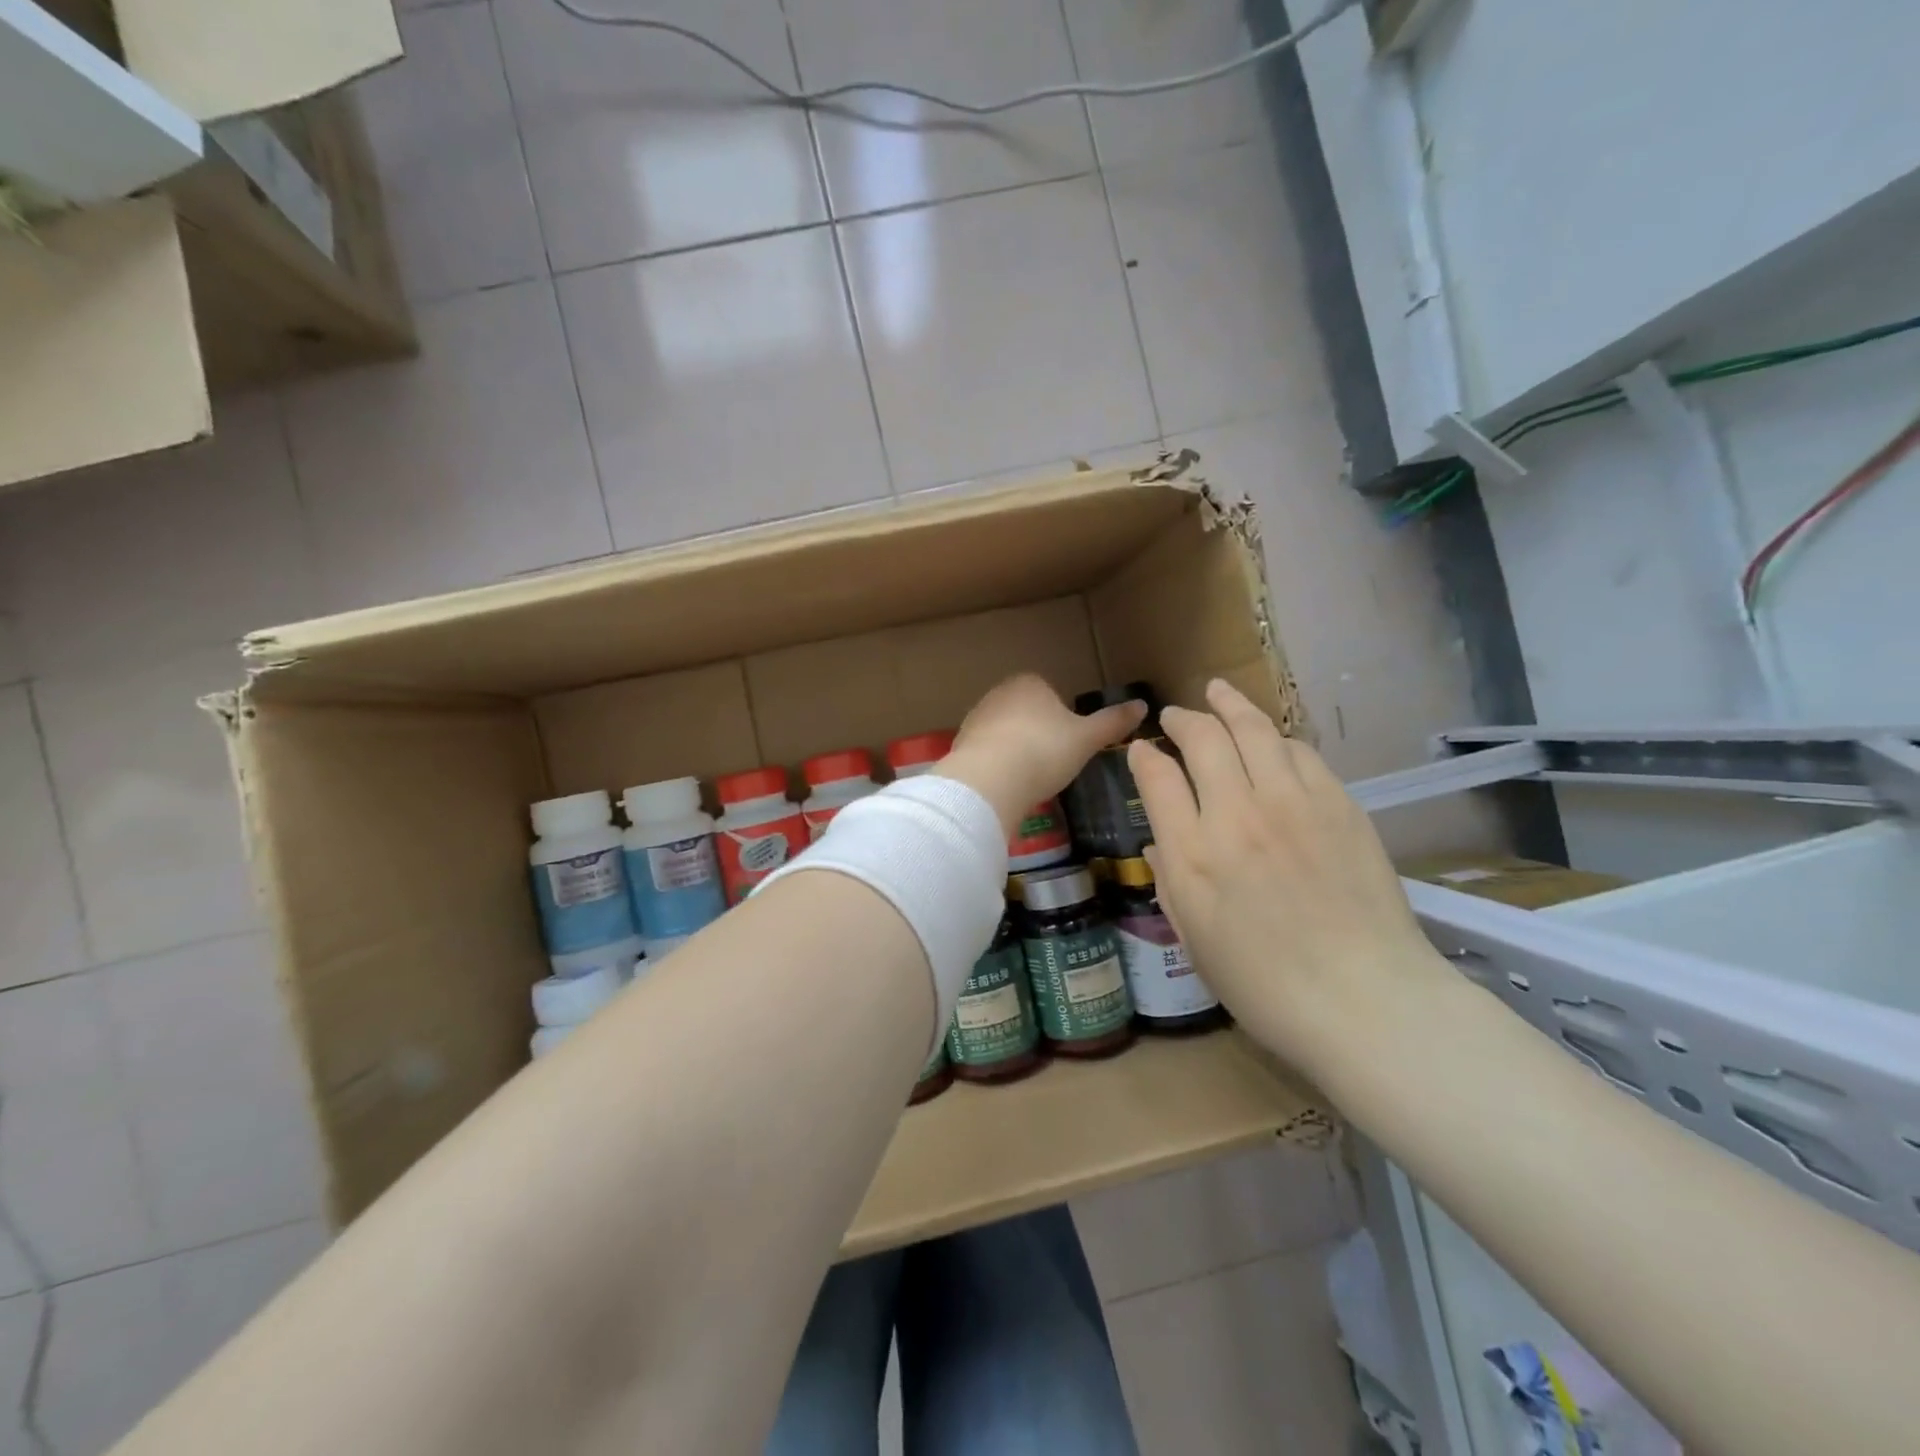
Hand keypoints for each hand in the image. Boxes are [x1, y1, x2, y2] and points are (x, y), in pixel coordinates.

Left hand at [939, 674, 1145, 834]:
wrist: (990, 779)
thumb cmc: (1044, 751)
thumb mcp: (1087, 739)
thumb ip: (1113, 722)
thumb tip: (1143, 705)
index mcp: (1029, 683)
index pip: (1049, 691)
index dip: (1062, 717)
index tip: (1068, 743)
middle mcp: (998, 693)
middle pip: (1025, 711)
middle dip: (1037, 733)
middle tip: (1051, 763)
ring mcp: (975, 718)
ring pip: (1004, 732)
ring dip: (1015, 750)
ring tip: (1030, 778)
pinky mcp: (960, 745)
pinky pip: (986, 753)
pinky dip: (997, 766)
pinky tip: (1007, 786)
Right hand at [1128, 679, 1452, 1077]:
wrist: (1365, 1002)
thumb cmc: (1264, 985)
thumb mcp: (1194, 939)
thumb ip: (1171, 880)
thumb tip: (1160, 839)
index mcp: (1193, 855)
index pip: (1156, 777)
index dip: (1143, 755)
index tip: (1140, 750)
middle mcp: (1237, 815)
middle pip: (1203, 738)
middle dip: (1183, 719)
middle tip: (1175, 716)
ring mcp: (1292, 804)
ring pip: (1255, 730)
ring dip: (1230, 706)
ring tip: (1218, 693)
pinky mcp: (1339, 805)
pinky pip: (1300, 752)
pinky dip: (1276, 737)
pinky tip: (1271, 738)